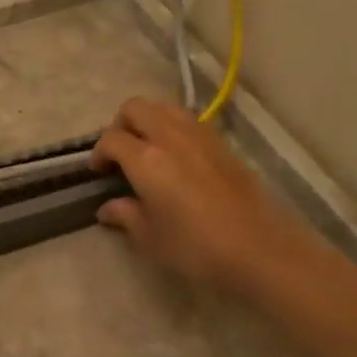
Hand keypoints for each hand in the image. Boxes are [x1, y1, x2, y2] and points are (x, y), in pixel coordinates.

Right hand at [91, 98, 319, 294]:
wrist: (258, 248)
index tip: (99, 172)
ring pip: (165, 107)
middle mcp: (170, 137)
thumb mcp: (150, 237)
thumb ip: (125, 215)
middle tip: (120, 153)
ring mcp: (200, 135)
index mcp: (146, 159)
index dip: (99, 153)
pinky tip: (178, 157)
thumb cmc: (195, 247)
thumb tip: (108, 208)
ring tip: (148, 149)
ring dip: (149, 120)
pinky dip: (174, 128)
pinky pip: (189, 121)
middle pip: (136, 108)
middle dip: (121, 124)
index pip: (111, 139)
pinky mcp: (222, 143)